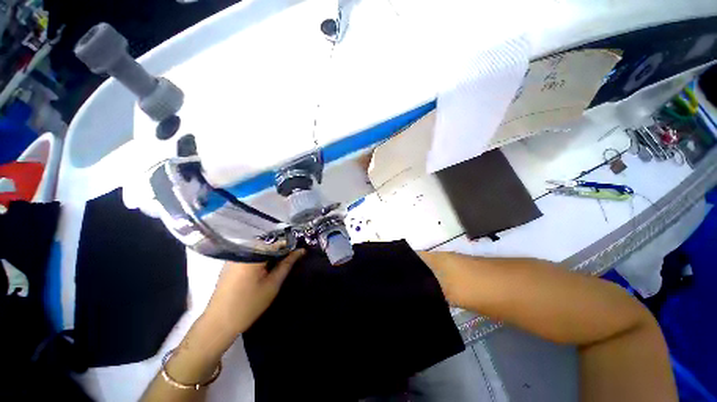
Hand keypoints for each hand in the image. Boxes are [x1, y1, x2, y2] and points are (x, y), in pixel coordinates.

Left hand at [203, 249, 305, 340]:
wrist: (219, 324)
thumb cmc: (249, 305)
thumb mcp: (272, 284)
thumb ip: (287, 264)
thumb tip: (301, 251)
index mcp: (252, 255)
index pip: (277, 242)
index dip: (290, 246)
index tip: (300, 250)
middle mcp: (241, 251)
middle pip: (267, 244)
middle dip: (280, 250)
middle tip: (290, 259)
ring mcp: (234, 257)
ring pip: (258, 249)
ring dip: (270, 254)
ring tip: (279, 264)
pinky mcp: (230, 264)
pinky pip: (249, 255)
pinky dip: (260, 258)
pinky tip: (264, 269)